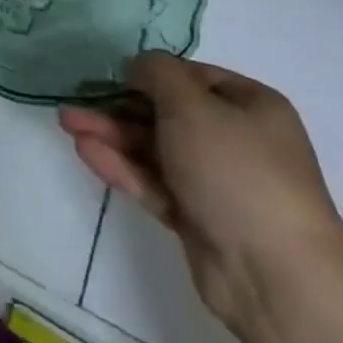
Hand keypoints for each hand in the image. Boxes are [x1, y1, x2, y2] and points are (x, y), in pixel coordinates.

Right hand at [60, 53, 342, 335]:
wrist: (275, 275)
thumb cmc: (236, 169)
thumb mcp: (191, 104)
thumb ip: (157, 73)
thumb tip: (139, 66)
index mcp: (250, 106)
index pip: (191, 77)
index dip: (150, 73)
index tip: (111, 74)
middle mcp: (236, 140)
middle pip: (166, 113)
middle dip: (118, 105)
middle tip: (75, 100)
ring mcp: (216, 182)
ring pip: (154, 148)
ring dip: (111, 134)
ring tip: (67, 122)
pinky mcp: (197, 217)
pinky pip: (154, 182)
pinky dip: (122, 166)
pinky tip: (86, 151)